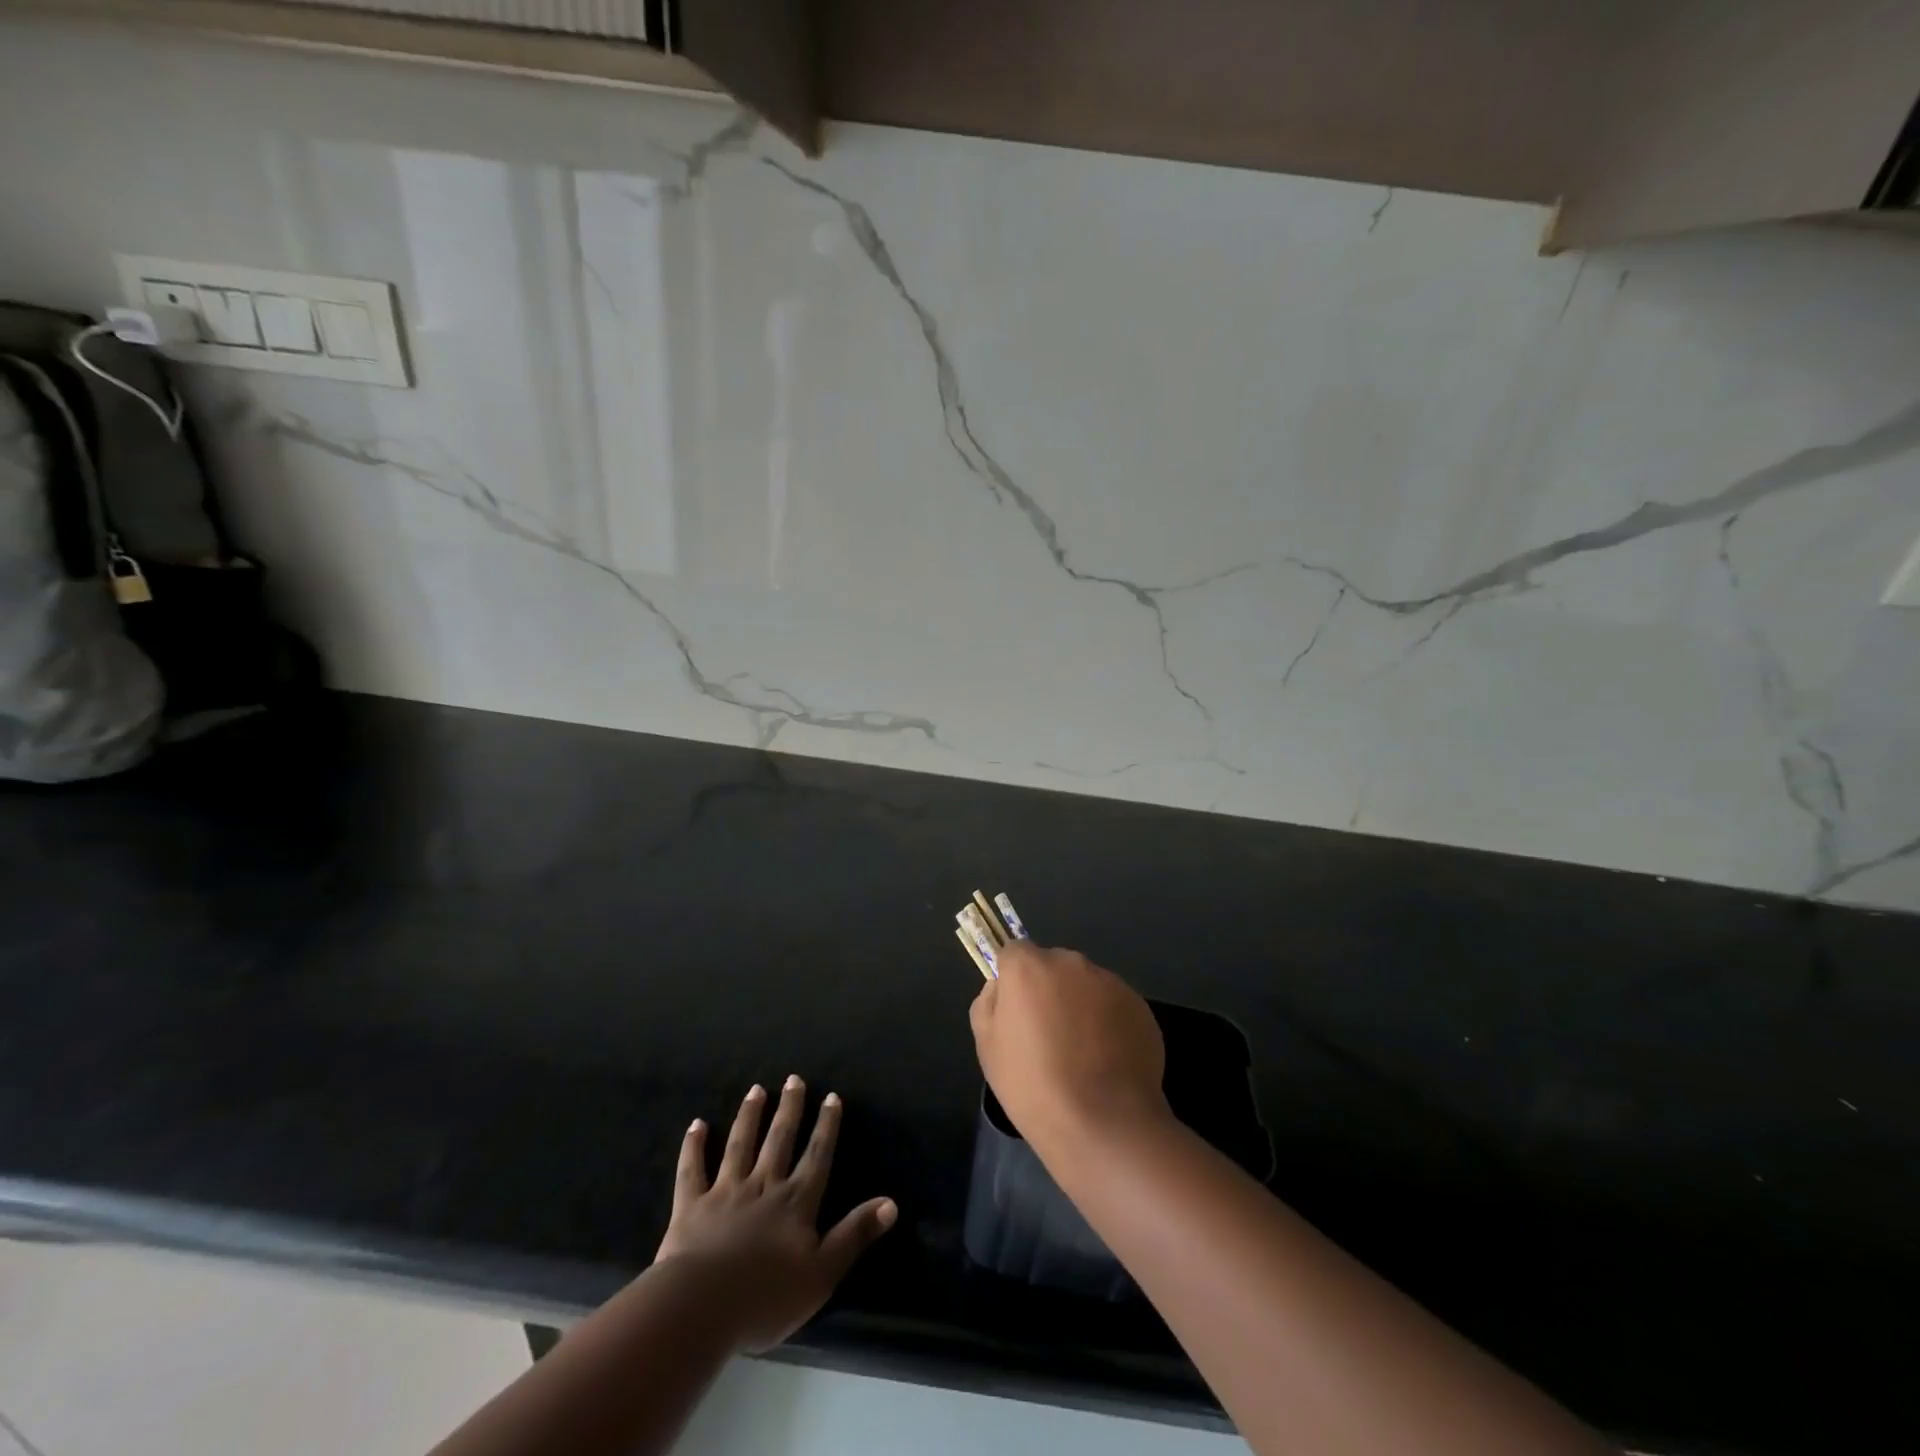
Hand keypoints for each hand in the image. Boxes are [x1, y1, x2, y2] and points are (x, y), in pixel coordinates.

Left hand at [654, 1077, 896, 1352]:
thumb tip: (891, 1203)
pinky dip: (694, 1146)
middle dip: (789, 1109)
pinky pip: (693, 1170)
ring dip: (750, 1116)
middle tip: (794, 1079)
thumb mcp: (823, 1273)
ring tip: (756, 1090)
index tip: (832, 1096)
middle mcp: (764, 1186)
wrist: (701, 1308)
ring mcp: (725, 1193)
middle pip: (779, 1141)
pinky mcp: (691, 1207)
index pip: (817, 1156)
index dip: (826, 1126)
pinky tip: (697, 1124)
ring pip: (741, 1145)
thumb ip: (854, 1235)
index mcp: (796, 1202)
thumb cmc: (767, 1297)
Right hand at [970, 942, 1170, 1151]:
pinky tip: (1108, 1061)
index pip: (1014, 953)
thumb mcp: (988, 1048)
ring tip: (1083, 1053)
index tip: (1017, 1011)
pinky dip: (1110, 1023)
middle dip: (1049, 989)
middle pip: (1053, 966)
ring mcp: (1109, 981)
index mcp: (1029, 967)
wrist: (1103, 1122)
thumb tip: (1000, 987)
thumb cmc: (1033, 1085)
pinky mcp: (1139, 1004)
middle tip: (1049, 1034)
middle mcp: (1070, 962)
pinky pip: (1114, 1005)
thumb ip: (988, 1004)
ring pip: (1086, 984)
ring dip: (1081, 1005)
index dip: (1013, 979)